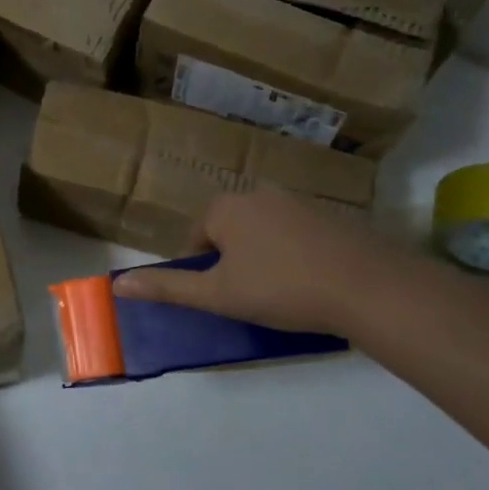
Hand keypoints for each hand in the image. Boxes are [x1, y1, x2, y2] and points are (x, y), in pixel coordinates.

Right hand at [112, 188, 408, 335]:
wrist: (370, 287)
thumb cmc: (282, 288)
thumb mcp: (217, 295)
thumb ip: (168, 287)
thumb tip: (118, 284)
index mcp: (225, 207)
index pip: (196, 236)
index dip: (202, 270)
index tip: (221, 296)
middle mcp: (258, 194)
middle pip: (229, 230)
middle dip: (233, 260)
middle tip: (250, 296)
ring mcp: (299, 201)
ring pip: (264, 231)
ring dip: (264, 256)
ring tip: (283, 292)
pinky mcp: (332, 214)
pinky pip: (298, 233)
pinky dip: (296, 254)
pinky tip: (313, 282)